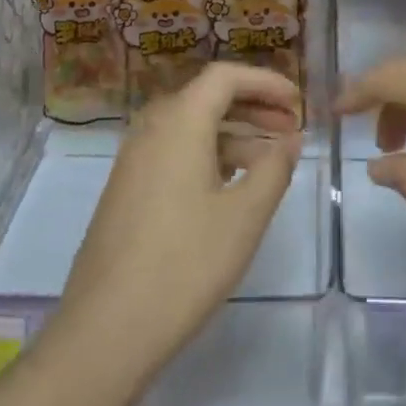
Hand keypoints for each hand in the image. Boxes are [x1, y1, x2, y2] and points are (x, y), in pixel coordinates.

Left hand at [56, 63, 302, 382]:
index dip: (266, 81)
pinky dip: (209, 154)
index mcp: (179, 122)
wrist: (107, 329)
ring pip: (191, 127)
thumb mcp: (245, 216)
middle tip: (291, 127)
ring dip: (233, 132)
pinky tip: (232, 185)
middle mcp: (151, 129)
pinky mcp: (127, 189)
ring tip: (271, 159)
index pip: (225, 76)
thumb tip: (289, 139)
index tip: (298, 102)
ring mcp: (133, 160)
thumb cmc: (185, 264)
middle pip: (207, 97)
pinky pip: (174, 152)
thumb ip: (274, 168)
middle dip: (253, 105)